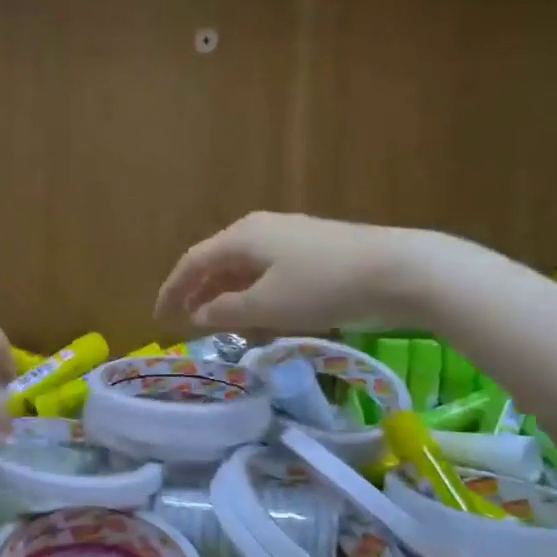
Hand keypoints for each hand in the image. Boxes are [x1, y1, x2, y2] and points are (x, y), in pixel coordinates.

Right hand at [156, 212, 436, 334]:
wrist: (398, 269)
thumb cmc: (322, 286)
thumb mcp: (267, 306)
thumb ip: (225, 311)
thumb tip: (198, 315)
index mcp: (241, 237)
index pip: (192, 262)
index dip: (171, 290)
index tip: (159, 318)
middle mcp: (260, 229)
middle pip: (217, 262)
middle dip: (200, 294)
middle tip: (188, 324)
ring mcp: (289, 236)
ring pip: (245, 268)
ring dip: (229, 297)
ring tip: (224, 327)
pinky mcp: (313, 249)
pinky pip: (270, 272)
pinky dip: (257, 295)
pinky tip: (264, 317)